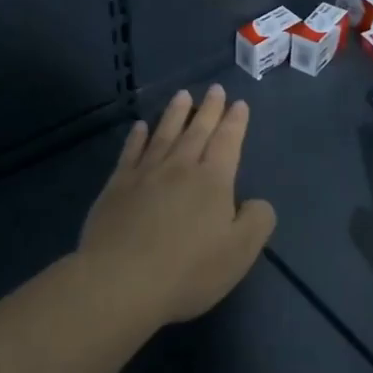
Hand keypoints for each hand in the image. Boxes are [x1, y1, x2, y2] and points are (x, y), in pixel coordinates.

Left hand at [79, 86, 276, 324]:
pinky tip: (140, 127)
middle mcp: (179, 168)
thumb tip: (256, 202)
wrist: (120, 283)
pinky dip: (137, 137)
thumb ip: (257, 221)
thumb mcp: (240, 252)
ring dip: (175, 114)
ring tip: (182, 96)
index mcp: (212, 180)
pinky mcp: (115, 188)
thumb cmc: (188, 270)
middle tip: (215, 89)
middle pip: (196, 131)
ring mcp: (144, 175)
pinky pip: (130, 153)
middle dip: (209, 109)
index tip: (239, 103)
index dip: (235, 122)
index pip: (227, 141)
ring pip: (163, 134)